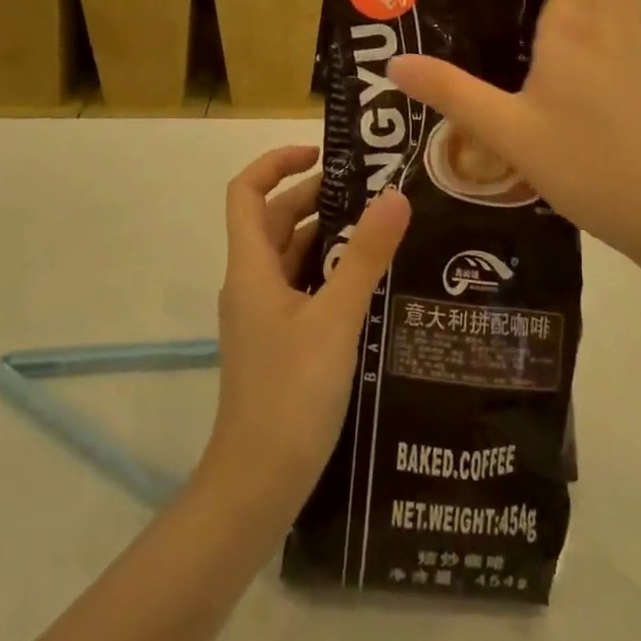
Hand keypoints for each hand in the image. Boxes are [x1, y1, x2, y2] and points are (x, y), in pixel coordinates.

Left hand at [200, 146, 408, 515]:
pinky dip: (329, 271)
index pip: (246, 192)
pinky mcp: (280, 340)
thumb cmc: (290, 394)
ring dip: (327, 235)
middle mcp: (252, 282)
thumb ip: (364, 256)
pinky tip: (370, 280)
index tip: (322, 155)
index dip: (276, 163)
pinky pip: (303, 287)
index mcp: (251, 266)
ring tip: (380, 226)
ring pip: (292, 255)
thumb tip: (394, 196)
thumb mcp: (335, 319)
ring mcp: (264, 314)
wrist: (257, 485)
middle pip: (275, 219)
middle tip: (372, 189)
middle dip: (316, 197)